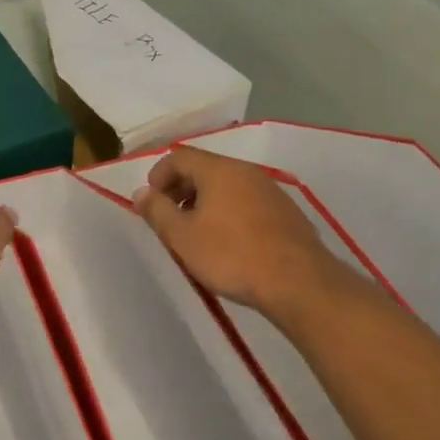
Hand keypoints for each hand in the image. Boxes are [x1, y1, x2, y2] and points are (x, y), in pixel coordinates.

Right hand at [133, 145, 361, 324]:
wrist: (299, 283)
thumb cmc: (231, 255)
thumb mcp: (182, 237)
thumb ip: (157, 211)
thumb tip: (141, 193)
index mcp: (218, 169)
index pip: (179, 156)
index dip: (158, 175)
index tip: (151, 202)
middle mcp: (245, 171)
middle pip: (204, 168)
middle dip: (180, 189)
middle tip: (170, 218)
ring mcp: (270, 190)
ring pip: (227, 185)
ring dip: (205, 201)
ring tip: (197, 232)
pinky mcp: (287, 212)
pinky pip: (247, 201)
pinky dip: (229, 211)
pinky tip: (229, 241)